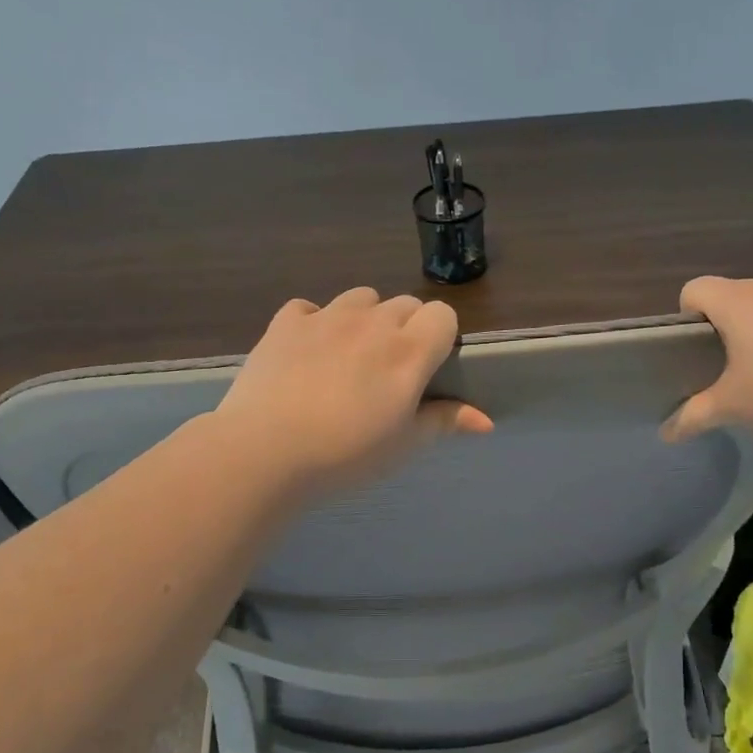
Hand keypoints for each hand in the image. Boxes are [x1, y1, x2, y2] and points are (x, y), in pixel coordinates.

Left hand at [212, 287, 493, 498]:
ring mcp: (326, 317)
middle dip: (406, 329)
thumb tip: (486, 421)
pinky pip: (310, 308)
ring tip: (351, 356)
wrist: (265, 452)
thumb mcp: (404, 445)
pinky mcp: (285, 322)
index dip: (440, 337)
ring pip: (361, 298)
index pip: (442, 314)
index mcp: (408, 351)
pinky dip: (315, 323)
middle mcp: (372, 323)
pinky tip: (308, 352)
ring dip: (366, 319)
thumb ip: (445, 422)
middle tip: (390, 372)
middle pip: (405, 304)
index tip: (428, 368)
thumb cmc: (346, 454)